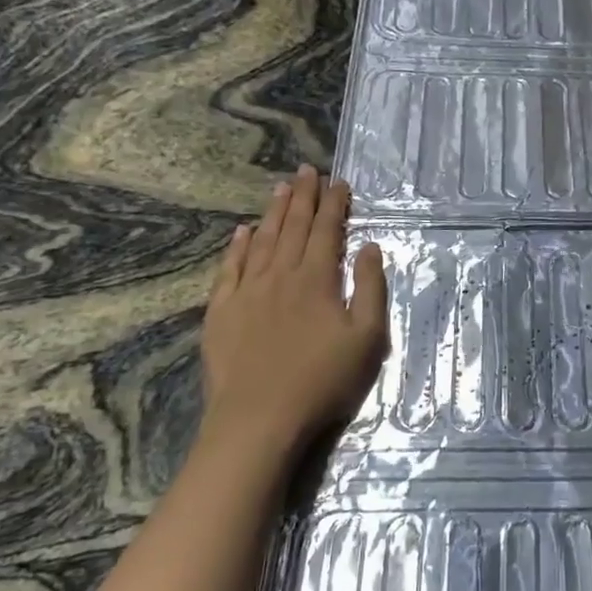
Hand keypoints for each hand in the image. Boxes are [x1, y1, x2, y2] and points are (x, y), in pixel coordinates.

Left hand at [200, 165, 388, 454]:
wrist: (259, 420)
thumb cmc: (322, 381)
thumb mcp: (367, 338)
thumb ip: (370, 288)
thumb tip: (369, 247)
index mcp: (317, 279)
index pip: (327, 230)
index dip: (334, 204)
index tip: (338, 182)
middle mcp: (281, 275)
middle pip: (293, 226)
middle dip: (303, 196)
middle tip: (307, 170)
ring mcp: (247, 292)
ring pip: (262, 240)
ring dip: (273, 212)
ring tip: (281, 187)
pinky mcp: (221, 311)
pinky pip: (229, 268)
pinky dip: (237, 246)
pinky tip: (242, 231)